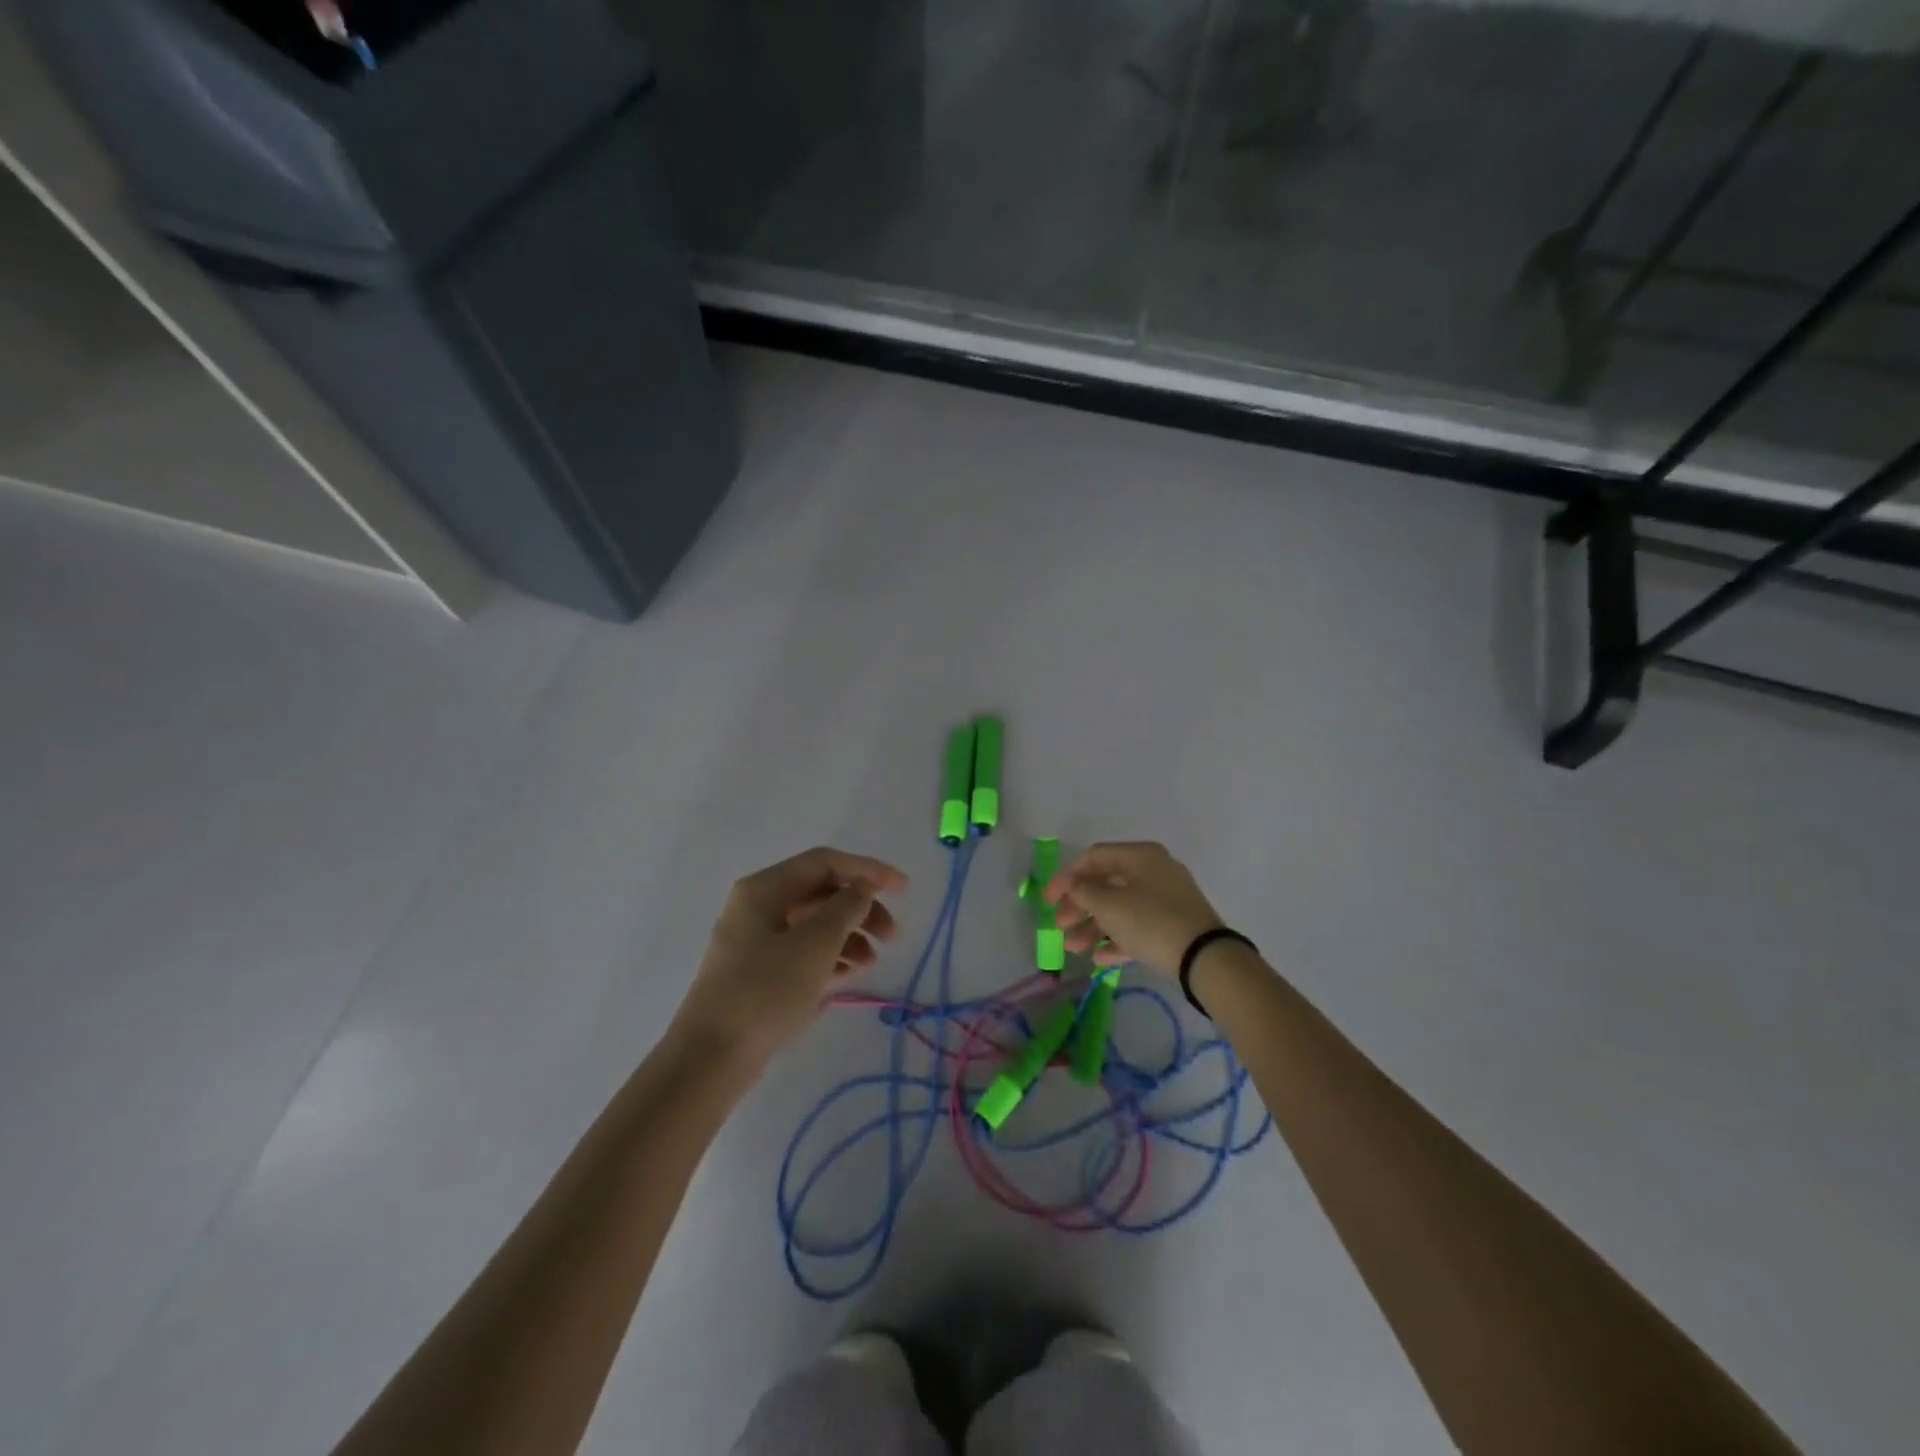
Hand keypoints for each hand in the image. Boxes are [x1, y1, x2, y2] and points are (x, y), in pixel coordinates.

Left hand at [673, 847, 907, 1066]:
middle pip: (822, 893)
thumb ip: (846, 907)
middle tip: (893, 936)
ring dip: (850, 936)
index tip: (904, 890)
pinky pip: (803, 951)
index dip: (868, 870)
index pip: (826, 863)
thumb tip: (862, 888)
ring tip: (871, 963)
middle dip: (862, 909)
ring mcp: (756, 941)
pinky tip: (850, 976)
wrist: (710, 1059)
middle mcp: (758, 906)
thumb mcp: (815, 944)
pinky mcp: (759, 973)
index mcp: (764, 889)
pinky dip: (830, 957)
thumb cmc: (765, 991)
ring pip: (815, 924)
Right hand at [1045, 841, 1223, 975]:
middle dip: (1079, 906)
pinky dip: (1117, 939)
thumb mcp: (1110, 905)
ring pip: (1120, 907)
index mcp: (1139, 856)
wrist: (1205, 958)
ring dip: (1094, 926)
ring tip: (1073, 948)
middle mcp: (1153, 871)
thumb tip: (1075, 884)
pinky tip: (1099, 959)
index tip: (1048, 900)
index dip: (1066, 876)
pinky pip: (1138, 926)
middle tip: (1060, 926)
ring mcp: (1165, 899)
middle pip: (1106, 883)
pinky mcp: (1173, 925)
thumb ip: (1084, 891)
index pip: (1093, 857)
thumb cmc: (1151, 921)